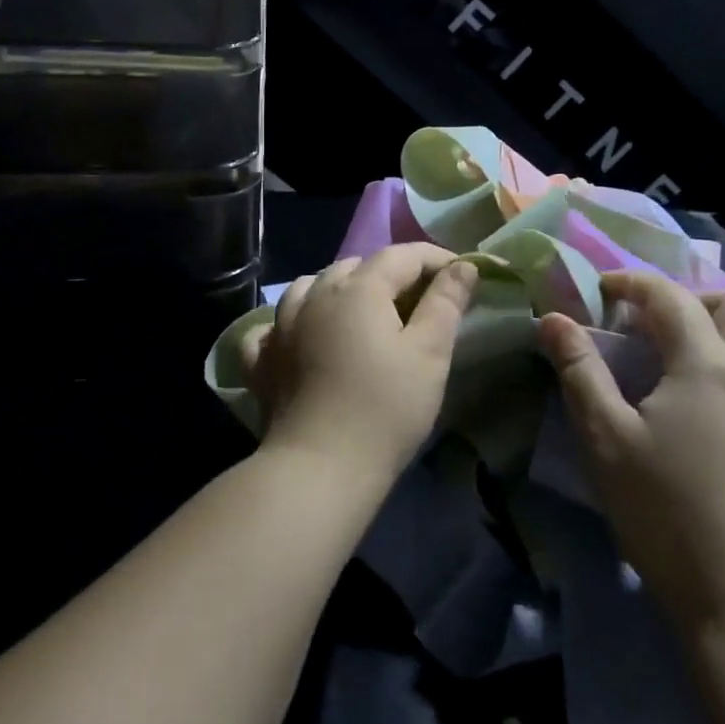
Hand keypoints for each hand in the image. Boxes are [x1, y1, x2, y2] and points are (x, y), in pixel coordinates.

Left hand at [242, 244, 477, 482]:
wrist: (319, 468)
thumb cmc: (385, 409)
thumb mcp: (430, 354)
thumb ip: (446, 303)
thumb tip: (462, 266)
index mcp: (359, 288)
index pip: (403, 255)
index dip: (436, 259)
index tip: (462, 275)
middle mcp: (315, 294)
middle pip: (356, 267)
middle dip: (390, 274)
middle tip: (418, 303)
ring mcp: (281, 326)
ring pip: (311, 287)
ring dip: (339, 290)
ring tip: (360, 315)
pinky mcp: (262, 359)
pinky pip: (273, 326)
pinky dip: (292, 324)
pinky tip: (302, 339)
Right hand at [539, 272, 724, 630]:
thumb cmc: (663, 510)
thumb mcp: (605, 437)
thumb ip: (579, 369)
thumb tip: (553, 318)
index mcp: (707, 363)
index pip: (669, 297)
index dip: (633, 284)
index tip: (604, 291)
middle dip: (694, 300)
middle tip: (659, 325)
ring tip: (713, 350)